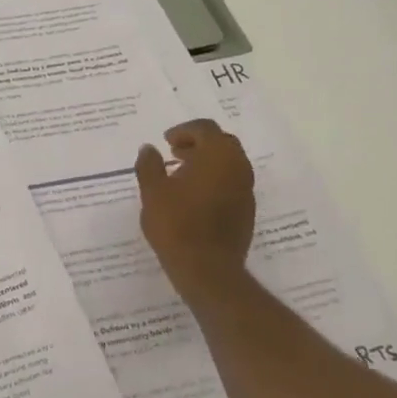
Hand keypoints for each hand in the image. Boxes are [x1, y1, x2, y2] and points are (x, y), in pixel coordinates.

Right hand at [135, 119, 255, 299]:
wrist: (208, 270)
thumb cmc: (177, 225)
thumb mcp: (153, 192)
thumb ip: (149, 165)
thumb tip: (149, 148)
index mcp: (218, 155)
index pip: (205, 128)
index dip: (184, 130)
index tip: (166, 141)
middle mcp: (238, 167)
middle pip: (222, 142)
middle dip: (198, 143)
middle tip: (175, 153)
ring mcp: (247, 190)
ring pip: (229, 163)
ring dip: (207, 162)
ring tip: (181, 175)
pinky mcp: (247, 210)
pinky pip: (232, 183)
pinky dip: (215, 180)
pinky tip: (194, 196)